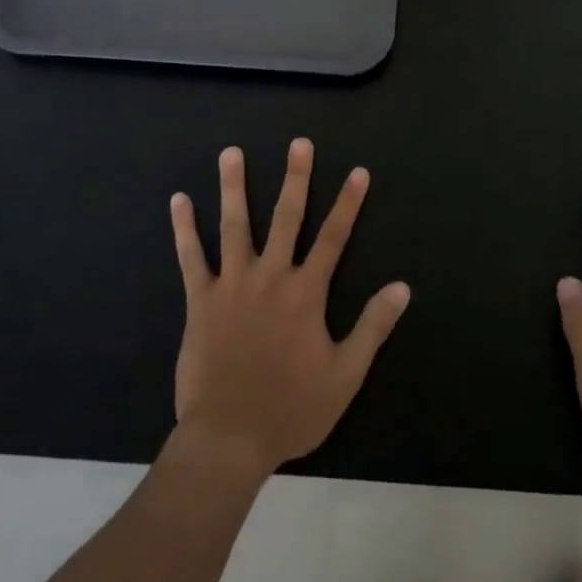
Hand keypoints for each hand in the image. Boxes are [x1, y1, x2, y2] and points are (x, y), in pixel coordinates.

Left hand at [171, 139, 410, 475]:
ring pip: (234, 225)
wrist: (228, 438)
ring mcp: (231, 285)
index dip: (348, 203)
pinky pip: (191, 257)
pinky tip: (179, 200)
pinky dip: (184, 228)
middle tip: (299, 143)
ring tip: (231, 152)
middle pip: (286, 218)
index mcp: (305, 293)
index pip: (334, 238)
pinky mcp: (200, 300)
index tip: (358, 172)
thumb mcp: (345, 375)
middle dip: (295, 178)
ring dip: (234, 186)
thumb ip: (373, 328)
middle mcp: (270, 277)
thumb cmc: (291, 408)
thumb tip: (402, 287)